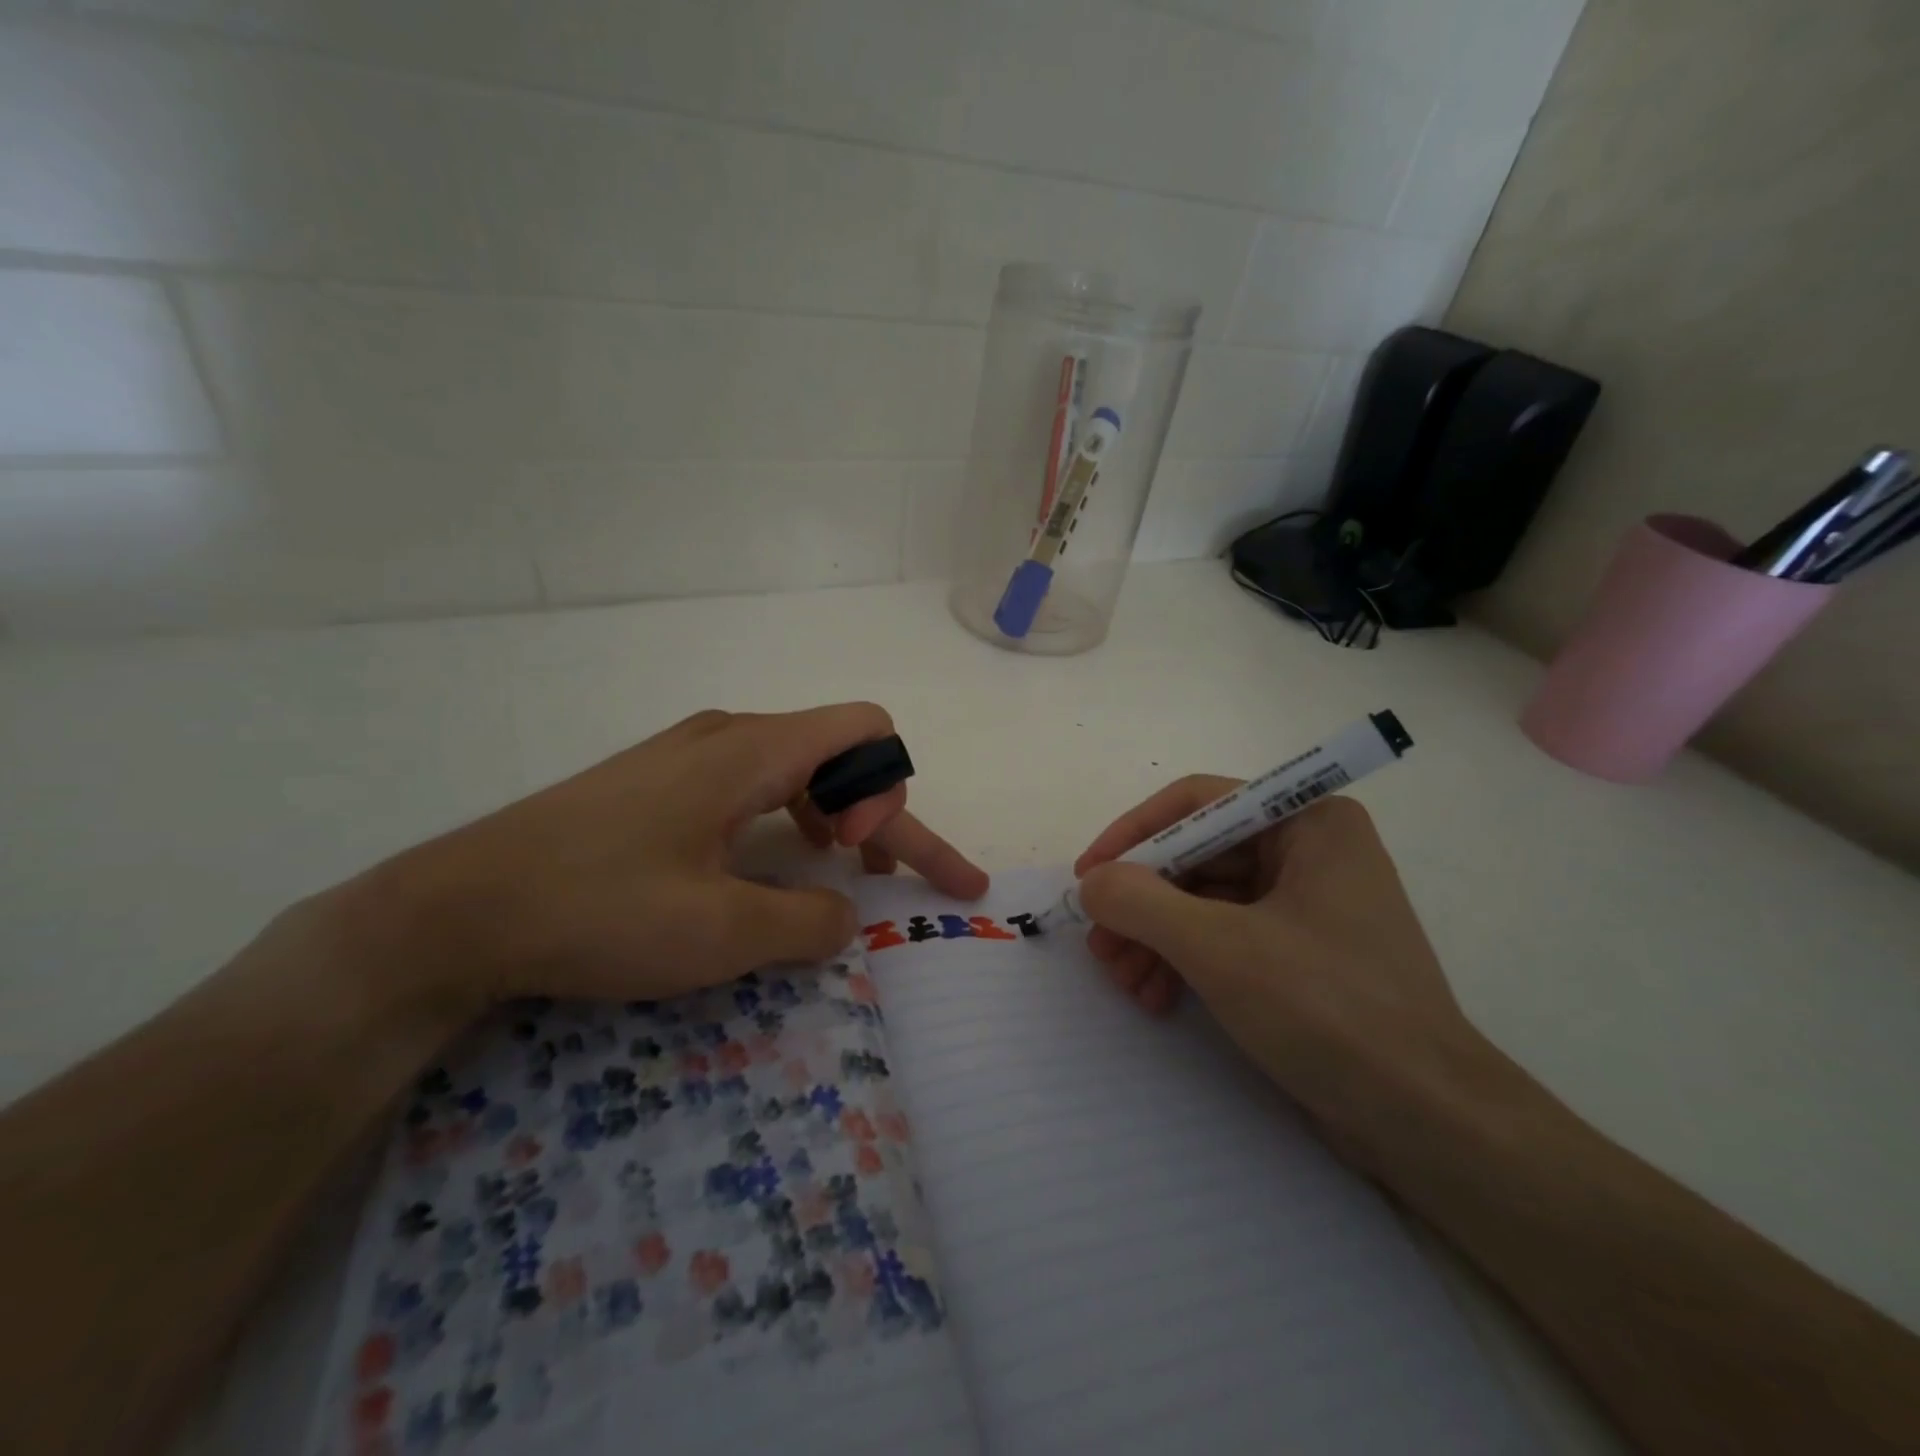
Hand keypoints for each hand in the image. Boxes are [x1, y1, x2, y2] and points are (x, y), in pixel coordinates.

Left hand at [330, 704, 988, 1018]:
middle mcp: (729, 735)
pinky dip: (792, 817)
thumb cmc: (597, 909)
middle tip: (903, 878)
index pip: (867, 731)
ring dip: (839, 814)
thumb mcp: (720, 934)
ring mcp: (690, 755)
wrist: (456, 909)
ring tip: (846, 867)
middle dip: (885, 814)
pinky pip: (755, 782)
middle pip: (840, 754)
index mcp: (752, 750)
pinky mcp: (662, 782)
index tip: (858, 857)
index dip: (889, 791)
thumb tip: (845, 912)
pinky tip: (777, 860)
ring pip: (798, 768)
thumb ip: (809, 921)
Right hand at [1074, 780, 1478, 1139]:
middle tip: (1099, 945)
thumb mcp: (1219, 948)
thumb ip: (1141, 902)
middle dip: (1141, 902)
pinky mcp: (1299, 954)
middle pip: (1196, 856)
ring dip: (1154, 937)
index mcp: (1308, 823)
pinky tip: (1156, 998)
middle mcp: (1308, 851)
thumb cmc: (1327, 1010)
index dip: (1134, 834)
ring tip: (1123, 982)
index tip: (1088, 875)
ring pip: (1203, 901)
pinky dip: (1183, 961)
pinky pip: (1223, 937)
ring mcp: (1305, 905)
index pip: (1197, 803)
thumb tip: (1091, 883)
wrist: (1427, 1123)